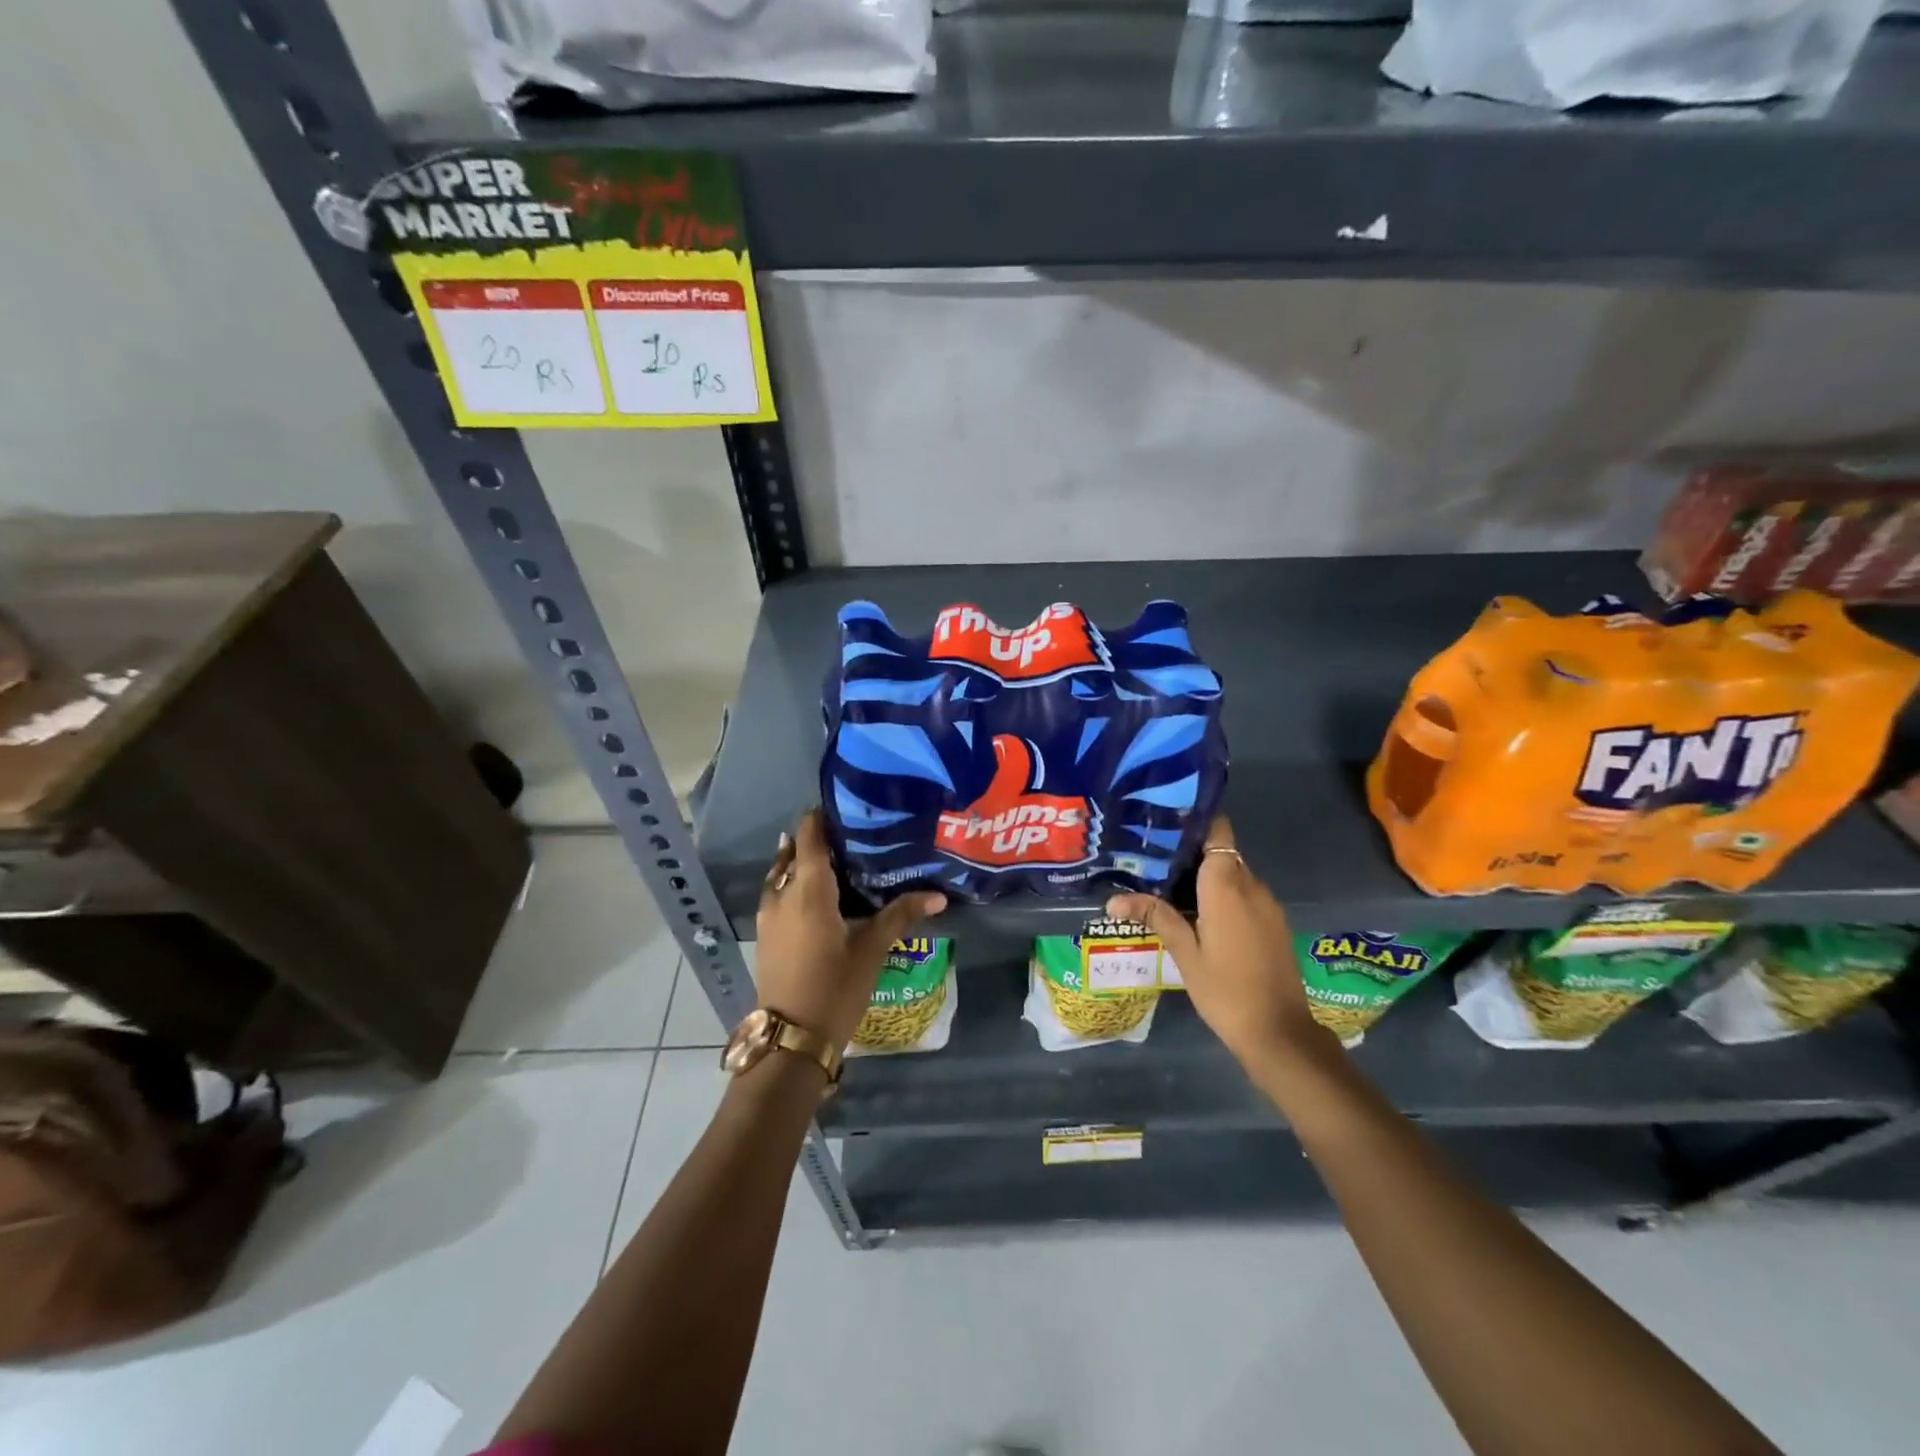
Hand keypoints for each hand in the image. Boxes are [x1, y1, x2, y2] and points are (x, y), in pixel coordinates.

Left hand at [754, 809, 946, 1049]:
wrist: (791, 1040)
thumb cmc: (835, 988)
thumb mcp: (871, 950)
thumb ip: (900, 915)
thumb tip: (938, 896)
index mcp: (808, 890)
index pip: (808, 836)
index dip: (821, 817)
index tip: (846, 808)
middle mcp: (782, 895)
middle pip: (793, 853)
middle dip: (816, 840)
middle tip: (850, 837)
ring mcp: (768, 917)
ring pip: (781, 875)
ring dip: (801, 864)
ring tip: (835, 863)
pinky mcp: (765, 936)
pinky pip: (777, 895)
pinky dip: (794, 885)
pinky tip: (818, 898)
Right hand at [1108, 816, 1326, 1070]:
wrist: (1280, 1033)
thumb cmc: (1226, 990)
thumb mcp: (1185, 954)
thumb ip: (1156, 917)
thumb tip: (1113, 900)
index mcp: (1227, 886)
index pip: (1217, 831)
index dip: (1194, 822)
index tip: (1164, 825)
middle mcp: (1252, 885)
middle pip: (1222, 852)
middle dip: (1190, 853)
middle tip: (1152, 859)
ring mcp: (1267, 905)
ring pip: (1233, 874)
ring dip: (1206, 877)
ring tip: (1167, 886)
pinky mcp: (1273, 923)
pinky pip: (1245, 895)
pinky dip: (1222, 895)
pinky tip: (1196, 913)